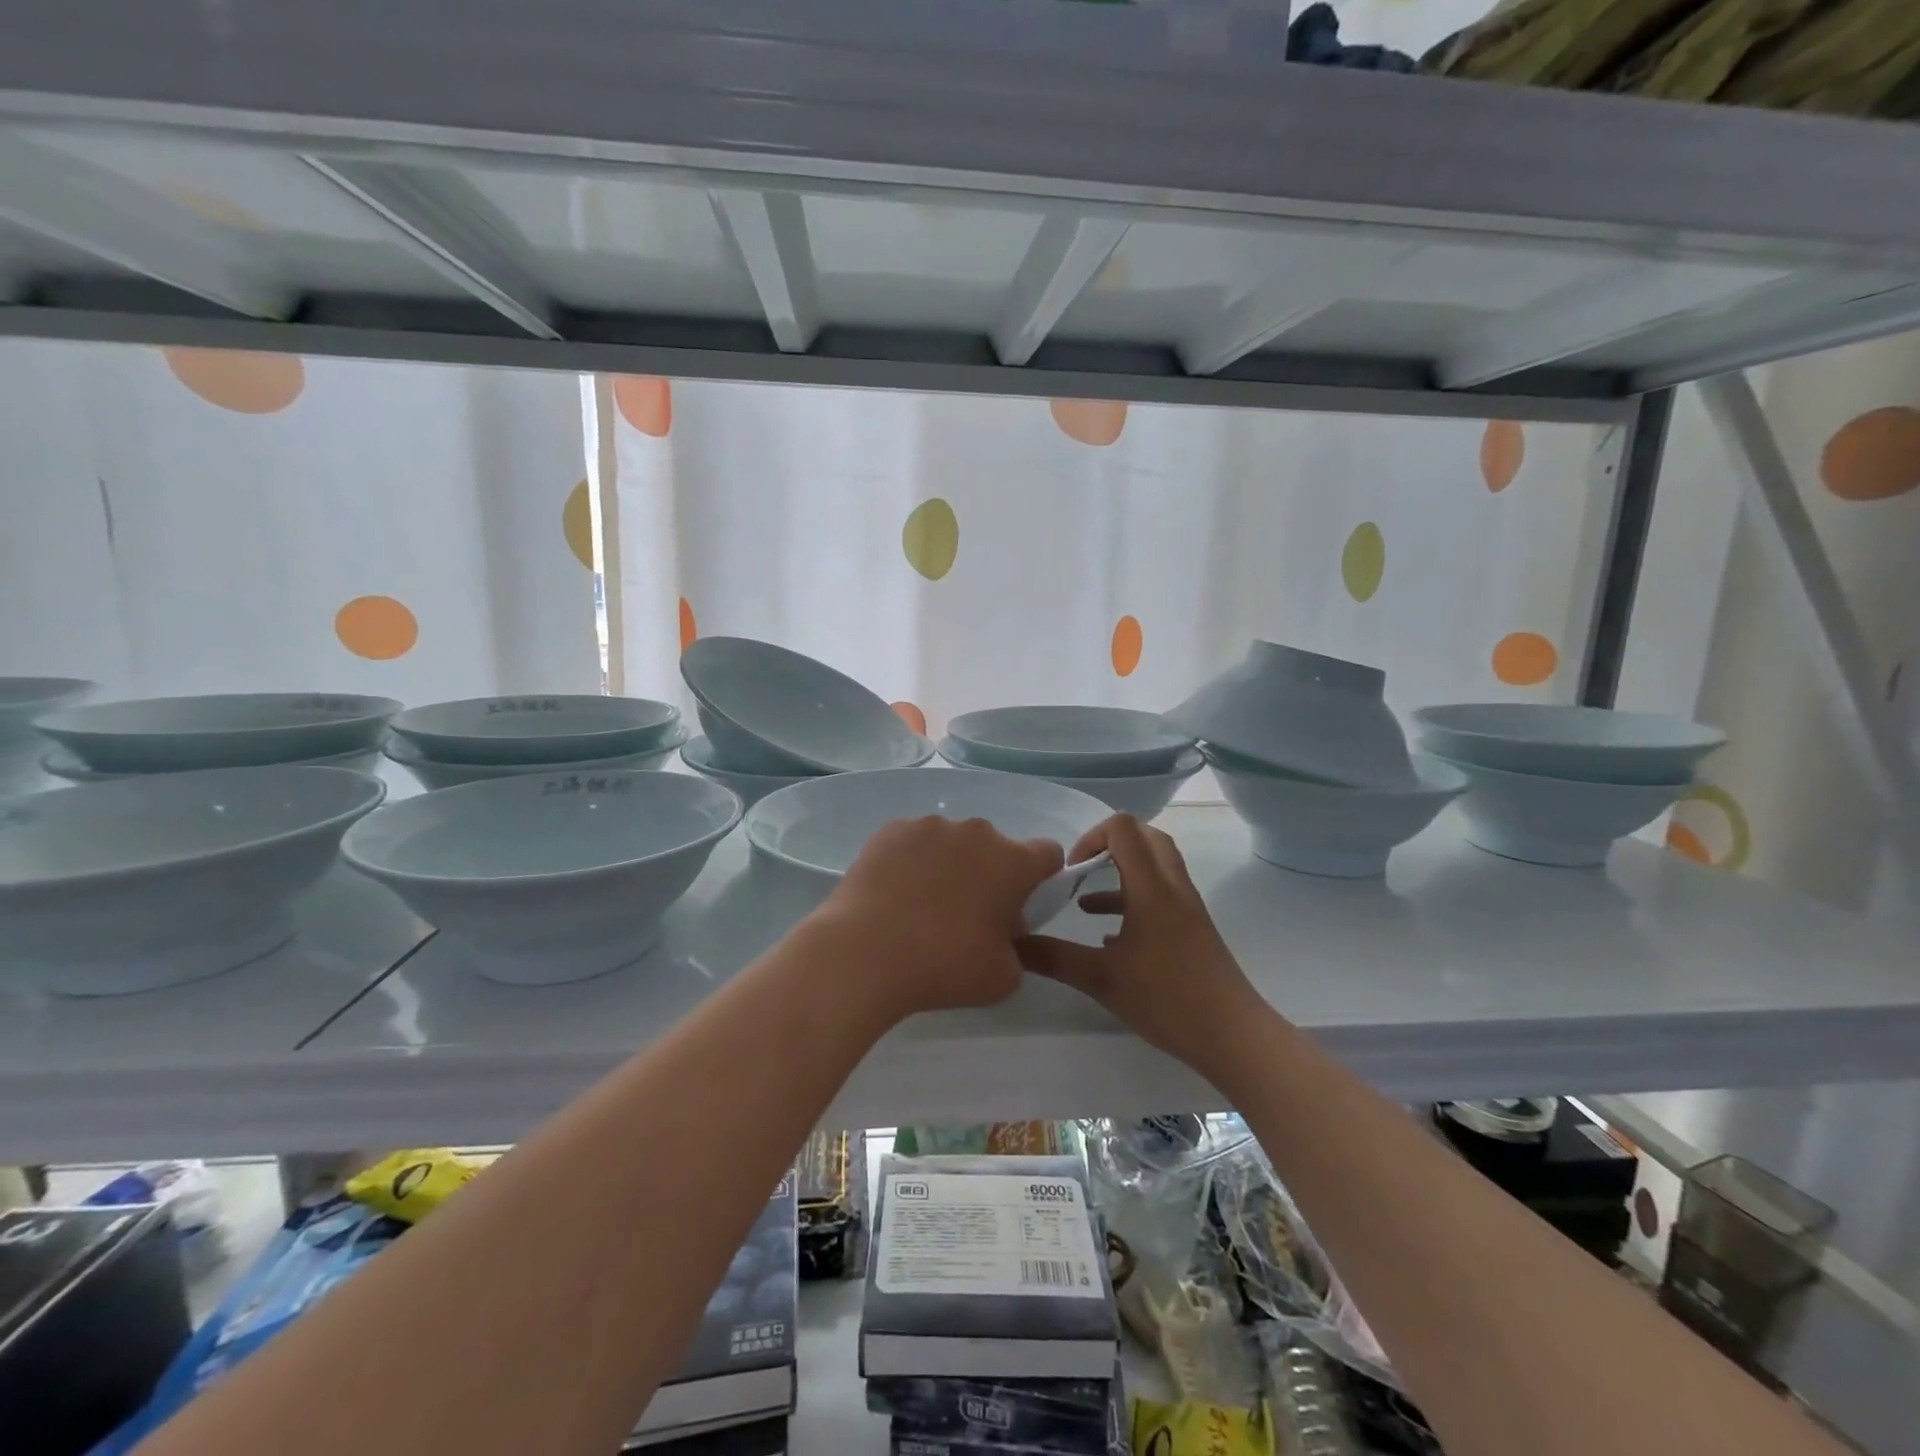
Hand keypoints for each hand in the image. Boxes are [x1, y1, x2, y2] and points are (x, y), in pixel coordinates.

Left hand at [812, 816, 1063, 1024]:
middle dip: (990, 875)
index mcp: (1013, 861)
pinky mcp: (892, 830)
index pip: (1048, 854)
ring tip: (922, 907)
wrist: (864, 952)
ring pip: (953, 843)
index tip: (1021, 907)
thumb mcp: (1003, 977)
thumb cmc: (944, 964)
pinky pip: (915, 843)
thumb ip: (1018, 949)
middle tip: (968, 917)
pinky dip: (913, 862)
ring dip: (950, 866)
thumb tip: (1003, 931)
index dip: (1041, 879)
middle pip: (996, 849)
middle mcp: (976, 832)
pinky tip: (895, 895)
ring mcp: (930, 826)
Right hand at [1019, 815, 1265, 1084]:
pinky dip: (1133, 901)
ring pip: (1154, 867)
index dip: (1091, 837)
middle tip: (1081, 869)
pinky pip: (1160, 896)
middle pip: (1145, 837)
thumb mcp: (1101, 979)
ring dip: (1120, 874)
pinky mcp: (1192, 929)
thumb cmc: (1168, 998)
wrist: (1233, 1035)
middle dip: (1109, 844)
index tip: (1071, 870)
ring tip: (1085, 904)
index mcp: (1151, 887)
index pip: (1124, 828)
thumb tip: (1012, 944)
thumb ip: (1054, 957)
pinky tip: (1109, 938)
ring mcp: (1187, 907)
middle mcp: (1172, 886)